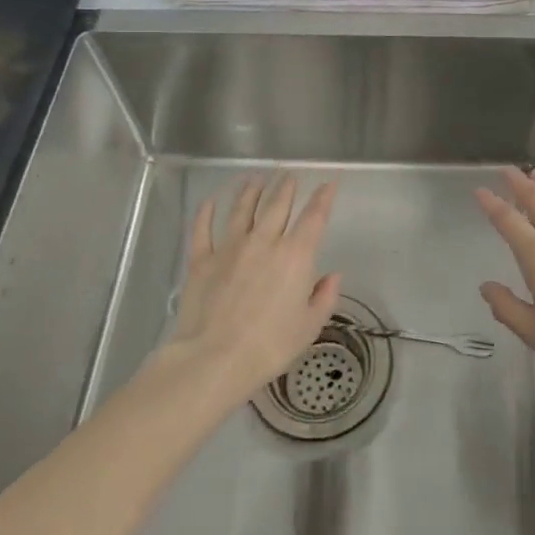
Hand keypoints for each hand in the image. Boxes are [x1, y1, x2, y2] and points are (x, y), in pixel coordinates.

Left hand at [168, 173, 340, 397]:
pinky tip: (210, 202)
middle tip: (288, 175)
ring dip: (250, 191)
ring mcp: (230, 248)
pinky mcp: (201, 260)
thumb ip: (324, 297)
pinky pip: (203, 229)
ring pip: (242, 210)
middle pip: (276, 205)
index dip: (323, 197)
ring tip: (255, 180)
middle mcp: (264, 242)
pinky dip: (206, 212)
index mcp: (295, 256)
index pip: (314, 217)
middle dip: (285, 187)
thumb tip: (333, 275)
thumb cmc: (270, 346)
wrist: (215, 359)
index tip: (329, 183)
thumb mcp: (309, 326)